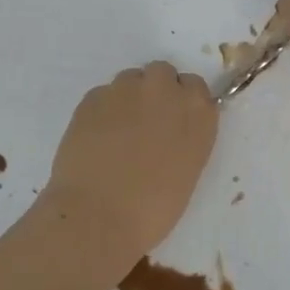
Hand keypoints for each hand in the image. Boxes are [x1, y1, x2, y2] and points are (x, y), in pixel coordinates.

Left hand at [42, 61, 216, 274]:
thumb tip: (170, 131)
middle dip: (156, 91)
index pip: (195, 87)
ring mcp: (126, 90)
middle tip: (146, 123)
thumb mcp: (187, 170)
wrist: (98, 216)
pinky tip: (96, 138)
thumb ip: (185, 137)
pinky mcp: (92, 97)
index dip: (183, 101)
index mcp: (197, 112)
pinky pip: (103, 95)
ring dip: (129, 98)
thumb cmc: (153, 208)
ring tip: (117, 132)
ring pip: (130, 80)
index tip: (174, 120)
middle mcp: (165, 91)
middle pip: (162, 73)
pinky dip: (102, 110)